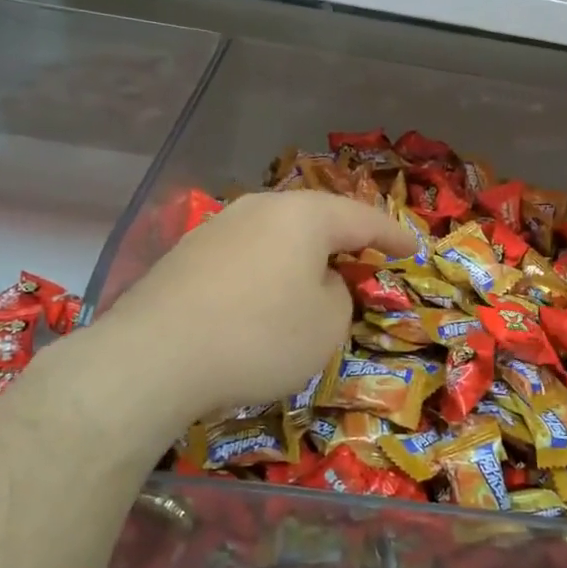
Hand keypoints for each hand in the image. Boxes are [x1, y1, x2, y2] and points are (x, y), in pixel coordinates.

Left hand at [85, 190, 413, 433]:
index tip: (414, 248)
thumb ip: (338, 295)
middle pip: (316, 219)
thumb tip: (318, 283)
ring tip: (314, 279)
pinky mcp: (187, 255)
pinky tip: (262, 300)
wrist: (152, 358)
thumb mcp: (326, 326)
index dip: (394, 235)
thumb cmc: (258, 337)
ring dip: (301, 257)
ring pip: (276, 235)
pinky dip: (266, 272)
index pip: (363, 218)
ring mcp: (218, 227)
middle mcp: (260, 208)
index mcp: (303, 216)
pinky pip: (245, 255)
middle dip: (343, 239)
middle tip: (365, 258)